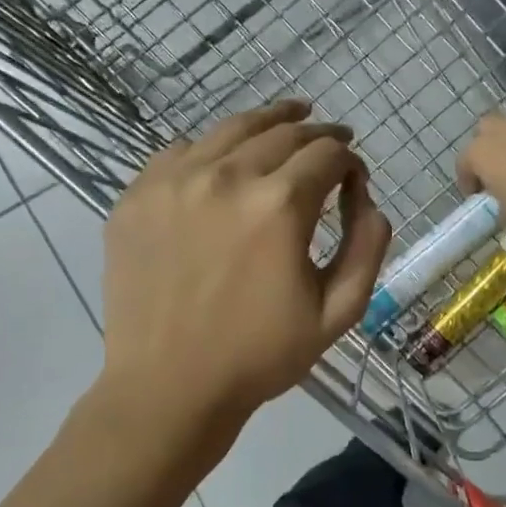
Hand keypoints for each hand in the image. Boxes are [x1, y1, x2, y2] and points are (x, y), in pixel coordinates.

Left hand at [99, 100, 392, 426]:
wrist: (170, 388)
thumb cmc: (262, 355)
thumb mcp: (340, 311)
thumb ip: (368, 245)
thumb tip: (366, 196)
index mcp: (279, 205)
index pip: (327, 153)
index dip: (349, 158)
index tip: (354, 175)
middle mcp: (226, 176)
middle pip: (282, 131)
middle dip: (316, 132)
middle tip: (331, 140)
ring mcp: (174, 182)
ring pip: (231, 130)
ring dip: (267, 123)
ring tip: (287, 119)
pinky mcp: (137, 197)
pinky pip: (181, 151)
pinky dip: (212, 148)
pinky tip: (223, 160)